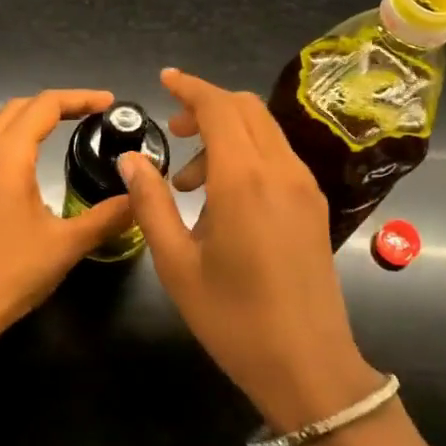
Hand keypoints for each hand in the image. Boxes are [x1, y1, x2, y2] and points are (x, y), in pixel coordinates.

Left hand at [0, 89, 134, 348]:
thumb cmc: (10, 271)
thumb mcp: (67, 244)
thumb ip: (107, 216)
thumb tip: (140, 197)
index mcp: (8, 154)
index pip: (46, 105)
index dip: (80, 98)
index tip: (109, 103)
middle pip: (17, 108)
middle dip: (54, 106)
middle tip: (88, 115)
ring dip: (22, 122)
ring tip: (50, 134)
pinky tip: (7, 170)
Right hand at [118, 68, 383, 431]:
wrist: (308, 366)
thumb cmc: (233, 319)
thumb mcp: (177, 264)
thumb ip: (151, 203)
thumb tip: (131, 159)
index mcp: (245, 180)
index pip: (218, 108)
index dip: (190, 87)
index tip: (164, 80)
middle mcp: (281, 170)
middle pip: (245, 109)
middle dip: (206, 108)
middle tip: (173, 133)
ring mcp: (304, 186)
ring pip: (264, 130)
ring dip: (226, 134)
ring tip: (189, 183)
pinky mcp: (314, 204)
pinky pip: (278, 156)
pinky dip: (247, 155)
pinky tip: (223, 199)